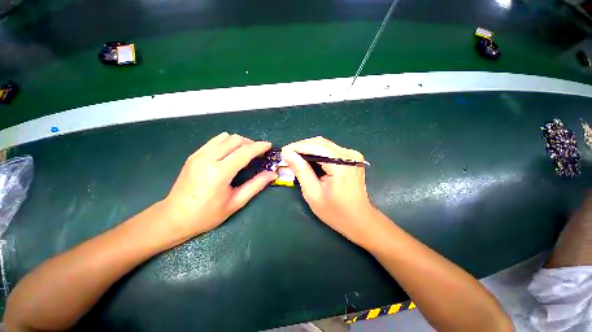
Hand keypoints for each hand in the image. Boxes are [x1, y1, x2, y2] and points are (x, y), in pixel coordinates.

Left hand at [162, 132, 276, 239]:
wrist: (174, 217)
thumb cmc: (207, 214)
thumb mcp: (236, 202)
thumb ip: (256, 185)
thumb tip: (272, 174)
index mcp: (219, 173)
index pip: (244, 152)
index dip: (259, 147)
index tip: (269, 146)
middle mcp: (208, 158)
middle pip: (235, 140)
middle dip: (250, 143)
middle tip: (258, 153)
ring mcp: (198, 155)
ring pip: (225, 137)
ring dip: (239, 141)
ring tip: (246, 152)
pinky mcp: (194, 155)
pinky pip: (215, 141)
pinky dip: (227, 142)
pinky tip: (231, 153)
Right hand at [281, 137, 378, 244]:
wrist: (359, 220)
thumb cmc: (335, 211)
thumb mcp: (313, 193)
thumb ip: (301, 170)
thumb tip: (287, 153)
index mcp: (342, 163)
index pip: (316, 146)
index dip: (297, 147)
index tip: (283, 151)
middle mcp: (349, 154)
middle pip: (320, 143)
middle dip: (302, 147)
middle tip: (288, 155)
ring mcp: (352, 155)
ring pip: (324, 145)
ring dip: (309, 150)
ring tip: (295, 157)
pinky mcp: (352, 159)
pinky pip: (330, 151)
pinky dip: (317, 154)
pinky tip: (309, 160)